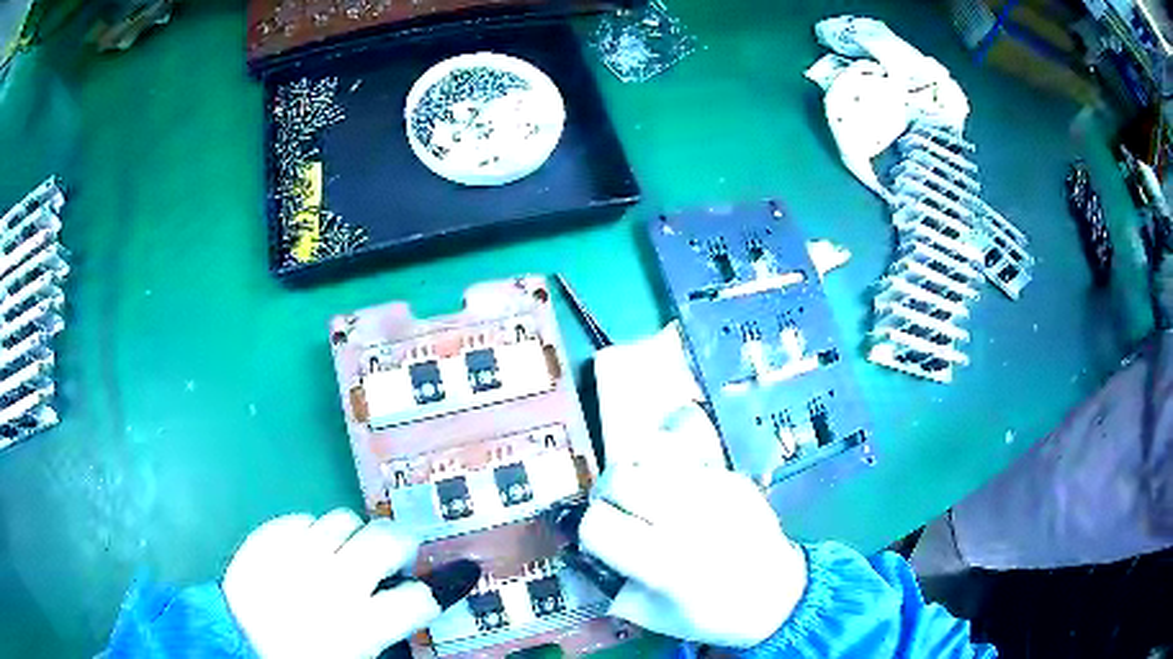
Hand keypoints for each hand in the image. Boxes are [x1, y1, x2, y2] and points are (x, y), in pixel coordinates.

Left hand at [223, 509, 457, 657]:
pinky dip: (309, 531)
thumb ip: (386, 633)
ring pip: (343, 519)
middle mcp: (332, 581)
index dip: (447, 584)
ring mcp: (294, 554)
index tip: (464, 569)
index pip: (420, 597)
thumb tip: (408, 607)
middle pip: (385, 539)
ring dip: (351, 536)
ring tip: (341, 553)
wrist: (234, 645)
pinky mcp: (264, 538)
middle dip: (400, 542)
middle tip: (396, 555)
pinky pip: (300, 518)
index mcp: (360, 624)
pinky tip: (303, 551)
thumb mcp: (355, 656)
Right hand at [577, 464, 806, 647]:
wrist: (779, 594)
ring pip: (650, 453)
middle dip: (608, 494)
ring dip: (638, 473)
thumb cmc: (715, 615)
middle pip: (619, 477)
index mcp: (664, 563)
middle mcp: (687, 518)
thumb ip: (614, 587)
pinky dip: (670, 469)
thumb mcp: (655, 618)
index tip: (601, 539)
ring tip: (646, 493)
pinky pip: (685, 455)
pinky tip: (679, 492)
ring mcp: (714, 490)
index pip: (597, 524)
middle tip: (619, 510)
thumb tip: (588, 556)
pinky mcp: (732, 476)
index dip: (590, 531)